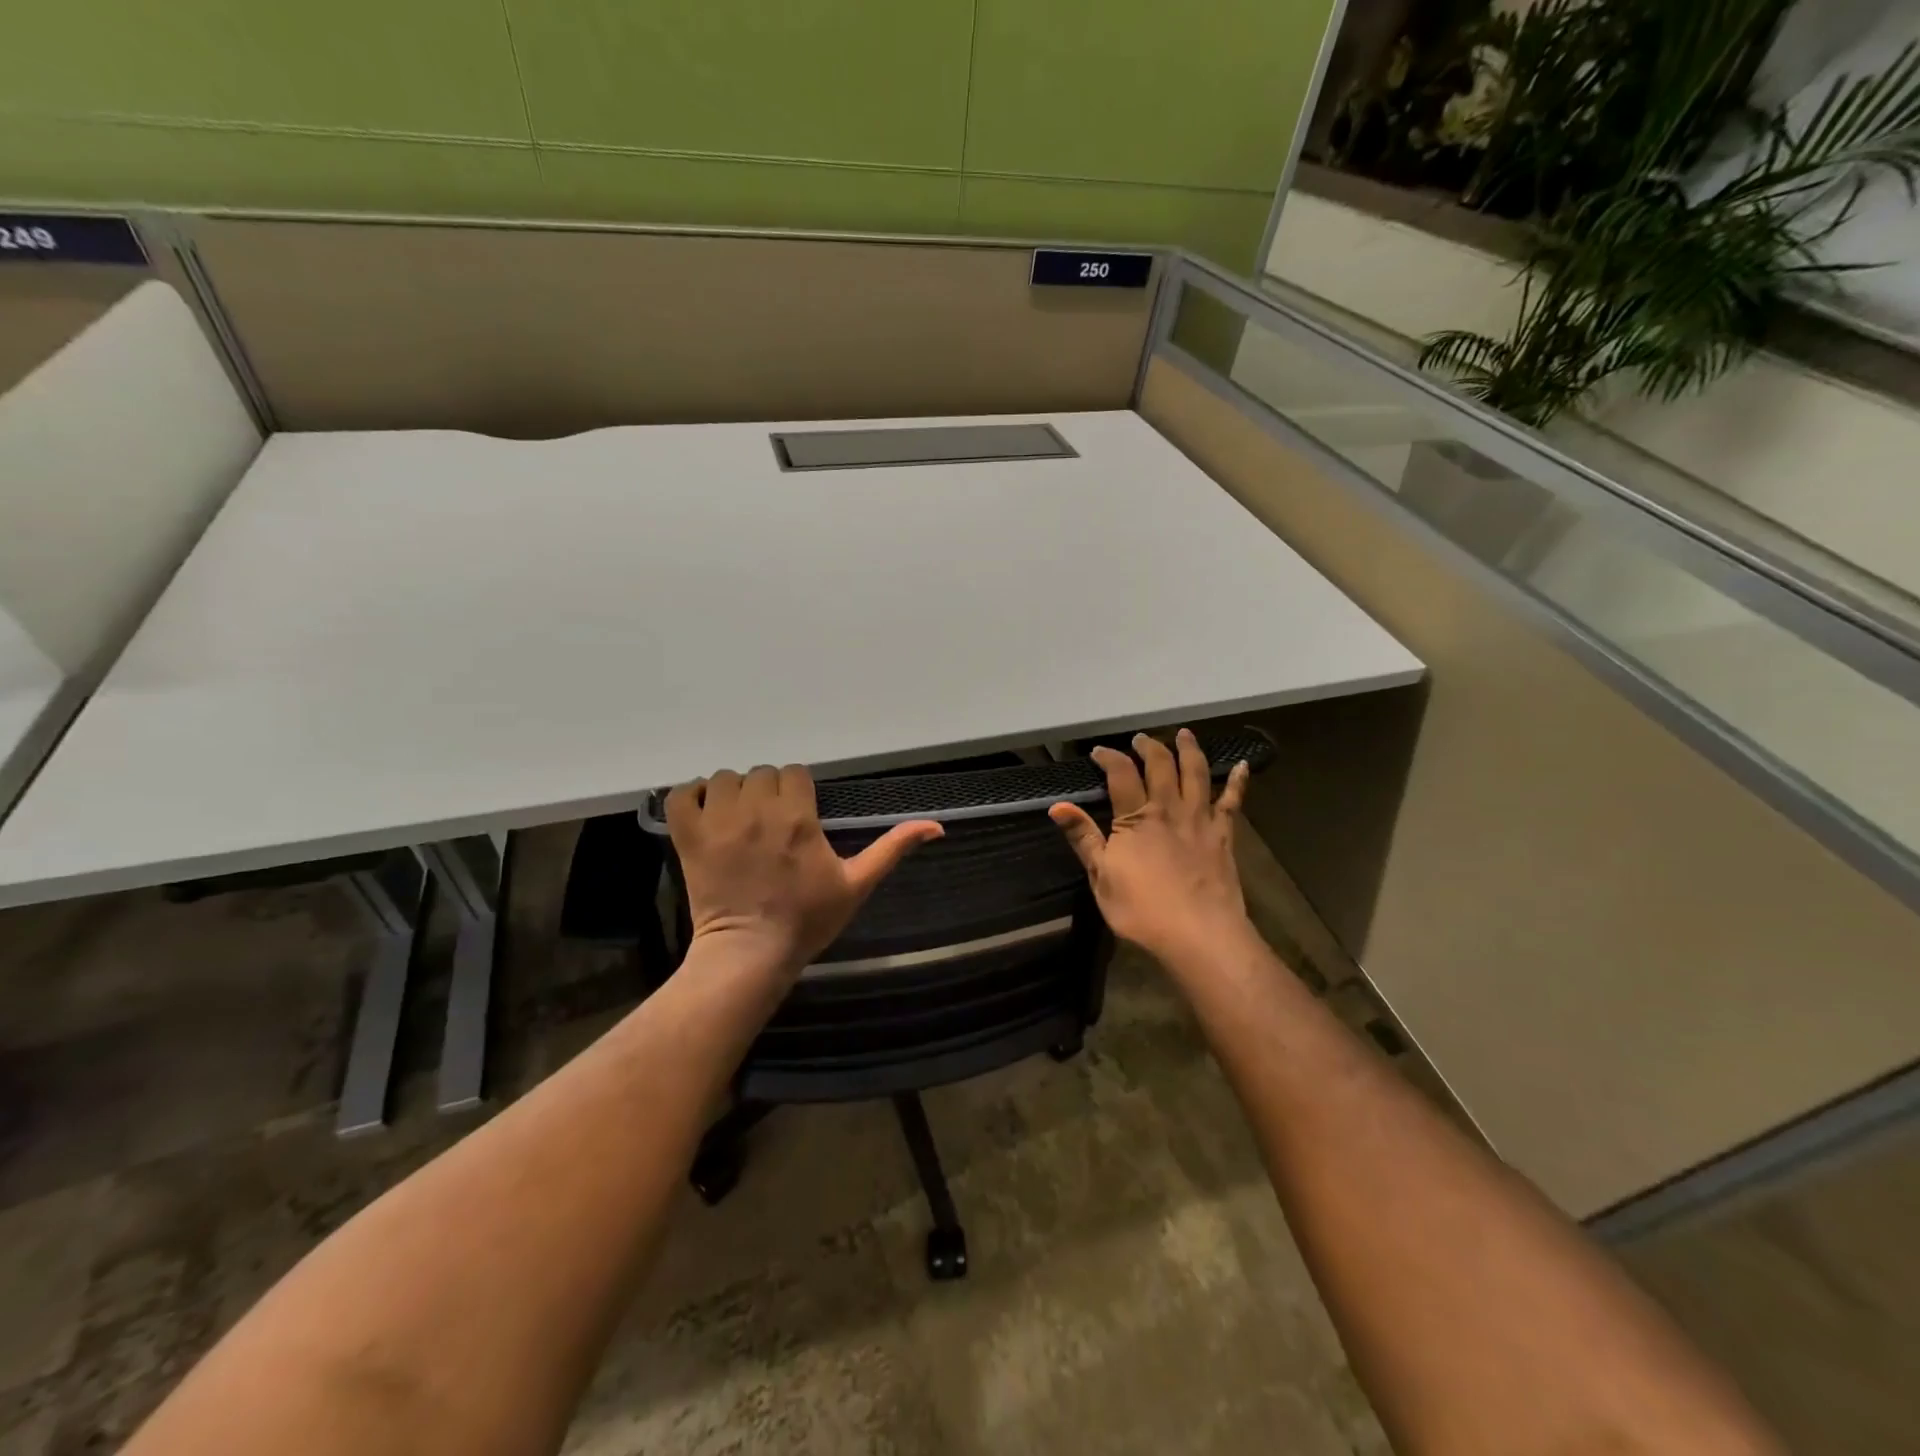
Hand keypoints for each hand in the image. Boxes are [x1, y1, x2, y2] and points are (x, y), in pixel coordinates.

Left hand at [665, 765, 942, 977]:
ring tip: (740, 820)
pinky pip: (682, 795)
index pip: (795, 772)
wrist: (751, 953)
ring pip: (724, 778)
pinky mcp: (689, 838)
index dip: (798, 791)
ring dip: (734, 793)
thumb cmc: (807, 920)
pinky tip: (706, 812)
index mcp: (798, 818)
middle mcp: (757, 811)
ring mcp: (719, 823)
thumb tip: (936, 825)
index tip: (799, 816)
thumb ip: (892, 848)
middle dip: (770, 792)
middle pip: (762, 773)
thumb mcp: (856, 884)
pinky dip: (692, 797)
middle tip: (772, 824)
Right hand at [1050, 729, 1251, 966]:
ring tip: (1184, 734)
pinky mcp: (1223, 835)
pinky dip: (1237, 781)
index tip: (1099, 752)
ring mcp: (1200, 820)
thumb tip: (1057, 806)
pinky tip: (1241, 765)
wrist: (1200, 934)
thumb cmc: (1143, 910)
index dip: (1109, 757)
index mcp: (1135, 819)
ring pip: (1195, 774)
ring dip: (1188, 750)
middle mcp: (1168, 809)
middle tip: (1140, 739)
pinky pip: (1232, 801)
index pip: (1120, 774)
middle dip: (1148, 747)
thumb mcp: (1101, 877)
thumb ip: (1082, 838)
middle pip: (1160, 766)